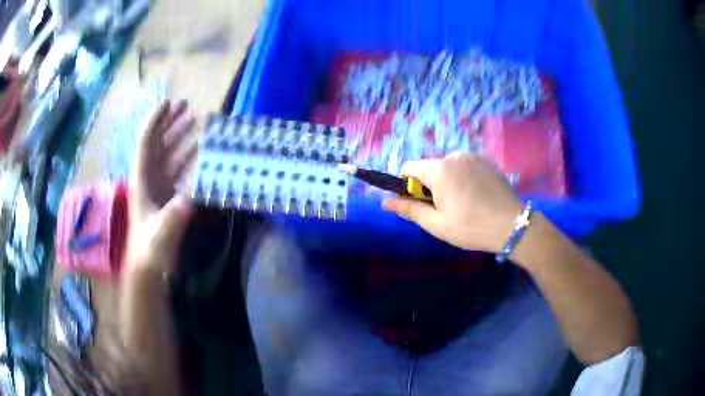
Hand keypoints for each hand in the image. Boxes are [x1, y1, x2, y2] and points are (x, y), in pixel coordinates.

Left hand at [125, 100, 197, 275]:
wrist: (148, 268)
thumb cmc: (150, 249)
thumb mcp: (161, 232)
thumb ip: (174, 214)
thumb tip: (192, 196)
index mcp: (142, 180)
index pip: (147, 143)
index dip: (156, 121)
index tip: (169, 103)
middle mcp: (149, 178)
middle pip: (158, 143)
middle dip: (170, 123)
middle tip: (186, 107)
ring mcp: (158, 188)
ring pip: (168, 155)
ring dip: (180, 138)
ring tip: (195, 123)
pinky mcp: (167, 198)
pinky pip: (177, 171)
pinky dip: (187, 159)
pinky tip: (198, 153)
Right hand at [382, 152, 522, 252]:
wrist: (513, 225)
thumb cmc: (472, 227)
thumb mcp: (437, 224)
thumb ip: (410, 210)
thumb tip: (385, 203)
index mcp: (439, 170)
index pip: (409, 168)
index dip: (407, 186)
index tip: (419, 204)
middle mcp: (454, 155)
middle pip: (429, 168)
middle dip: (429, 186)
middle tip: (445, 209)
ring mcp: (472, 156)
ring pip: (447, 167)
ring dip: (447, 182)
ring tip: (463, 204)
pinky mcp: (486, 160)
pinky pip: (464, 166)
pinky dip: (462, 178)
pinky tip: (476, 196)